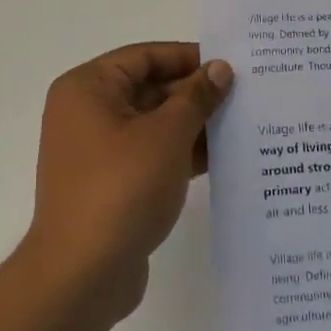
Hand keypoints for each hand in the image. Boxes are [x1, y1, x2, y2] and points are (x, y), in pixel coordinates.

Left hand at [23, 43, 233, 321]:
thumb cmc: (122, 189)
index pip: (145, 57)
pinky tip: (225, 158)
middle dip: (196, 94)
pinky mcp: (111, 184)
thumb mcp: (166, 135)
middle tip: (248, 94)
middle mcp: (87, 113)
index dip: (189, 57)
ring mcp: (98, 151)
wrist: (82, 273)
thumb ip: (196, 97)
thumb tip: (220, 68)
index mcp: (88, 88)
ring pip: (154, 125)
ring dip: (194, 125)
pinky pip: (152, 156)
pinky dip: (182, 154)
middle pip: (149, 89)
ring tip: (246, 124)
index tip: (233, 64)